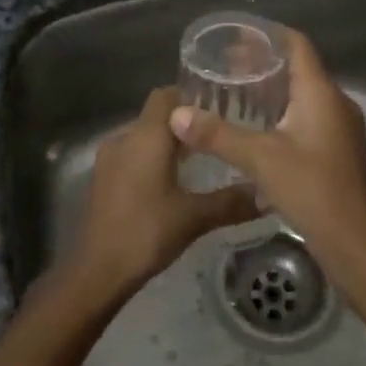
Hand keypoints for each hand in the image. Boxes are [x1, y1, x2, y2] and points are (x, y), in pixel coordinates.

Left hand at [67, 87, 260, 293]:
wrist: (98, 270)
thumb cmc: (147, 232)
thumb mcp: (195, 217)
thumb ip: (231, 201)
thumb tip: (268, 193)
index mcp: (146, 136)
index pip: (167, 95)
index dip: (191, 97)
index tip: (219, 109)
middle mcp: (124, 137)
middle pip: (156, 115)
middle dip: (185, 123)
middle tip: (217, 137)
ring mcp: (109, 158)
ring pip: (143, 136)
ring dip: (167, 143)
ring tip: (200, 161)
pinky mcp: (103, 178)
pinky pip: (131, 155)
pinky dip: (151, 159)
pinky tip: (172, 183)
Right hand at [168, 30, 365, 271]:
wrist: (354, 242)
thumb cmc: (310, 188)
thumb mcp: (259, 158)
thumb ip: (217, 134)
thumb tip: (177, 115)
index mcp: (321, 92)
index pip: (296, 44)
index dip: (268, 35)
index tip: (236, 36)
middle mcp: (335, 102)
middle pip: (299, 68)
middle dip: (263, 63)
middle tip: (226, 65)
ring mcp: (340, 127)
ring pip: (304, 94)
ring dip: (273, 89)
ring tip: (236, 91)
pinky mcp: (338, 149)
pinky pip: (308, 115)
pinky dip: (283, 111)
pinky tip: (258, 126)